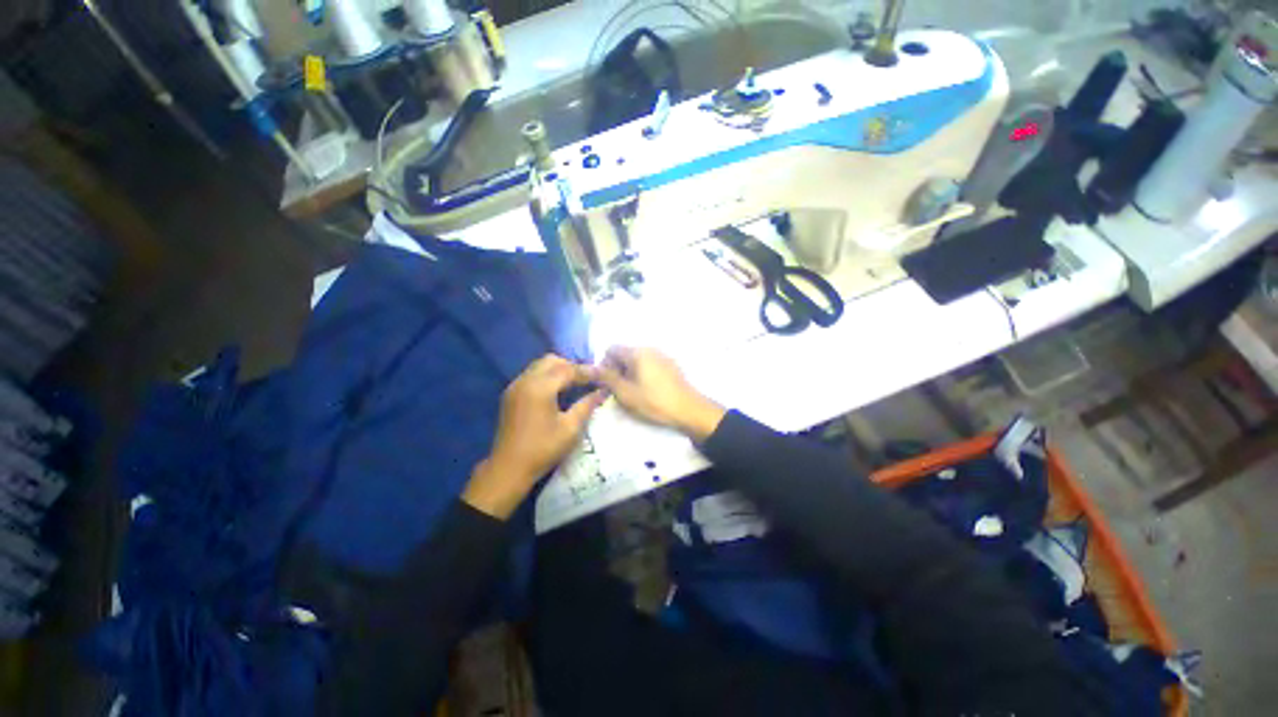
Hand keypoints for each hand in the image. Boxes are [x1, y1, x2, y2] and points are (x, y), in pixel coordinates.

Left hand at [463, 355, 604, 518]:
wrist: (508, 468)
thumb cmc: (543, 449)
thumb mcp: (570, 428)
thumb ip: (587, 405)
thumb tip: (602, 391)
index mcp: (540, 388)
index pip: (568, 369)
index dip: (588, 371)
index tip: (603, 375)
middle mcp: (525, 380)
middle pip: (552, 361)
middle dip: (572, 366)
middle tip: (588, 379)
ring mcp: (515, 386)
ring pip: (540, 365)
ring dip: (559, 369)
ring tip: (575, 383)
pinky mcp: (510, 394)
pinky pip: (532, 374)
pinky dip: (547, 376)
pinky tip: (557, 391)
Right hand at [595, 346, 725, 441]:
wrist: (689, 409)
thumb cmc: (654, 401)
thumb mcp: (626, 392)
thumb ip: (607, 378)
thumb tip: (590, 367)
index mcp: (637, 352)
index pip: (612, 349)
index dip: (604, 364)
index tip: (606, 382)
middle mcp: (650, 349)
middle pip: (625, 353)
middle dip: (617, 369)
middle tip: (618, 390)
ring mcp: (662, 356)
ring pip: (637, 360)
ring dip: (629, 372)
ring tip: (632, 392)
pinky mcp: (671, 365)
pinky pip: (650, 364)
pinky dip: (642, 374)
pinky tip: (648, 391)